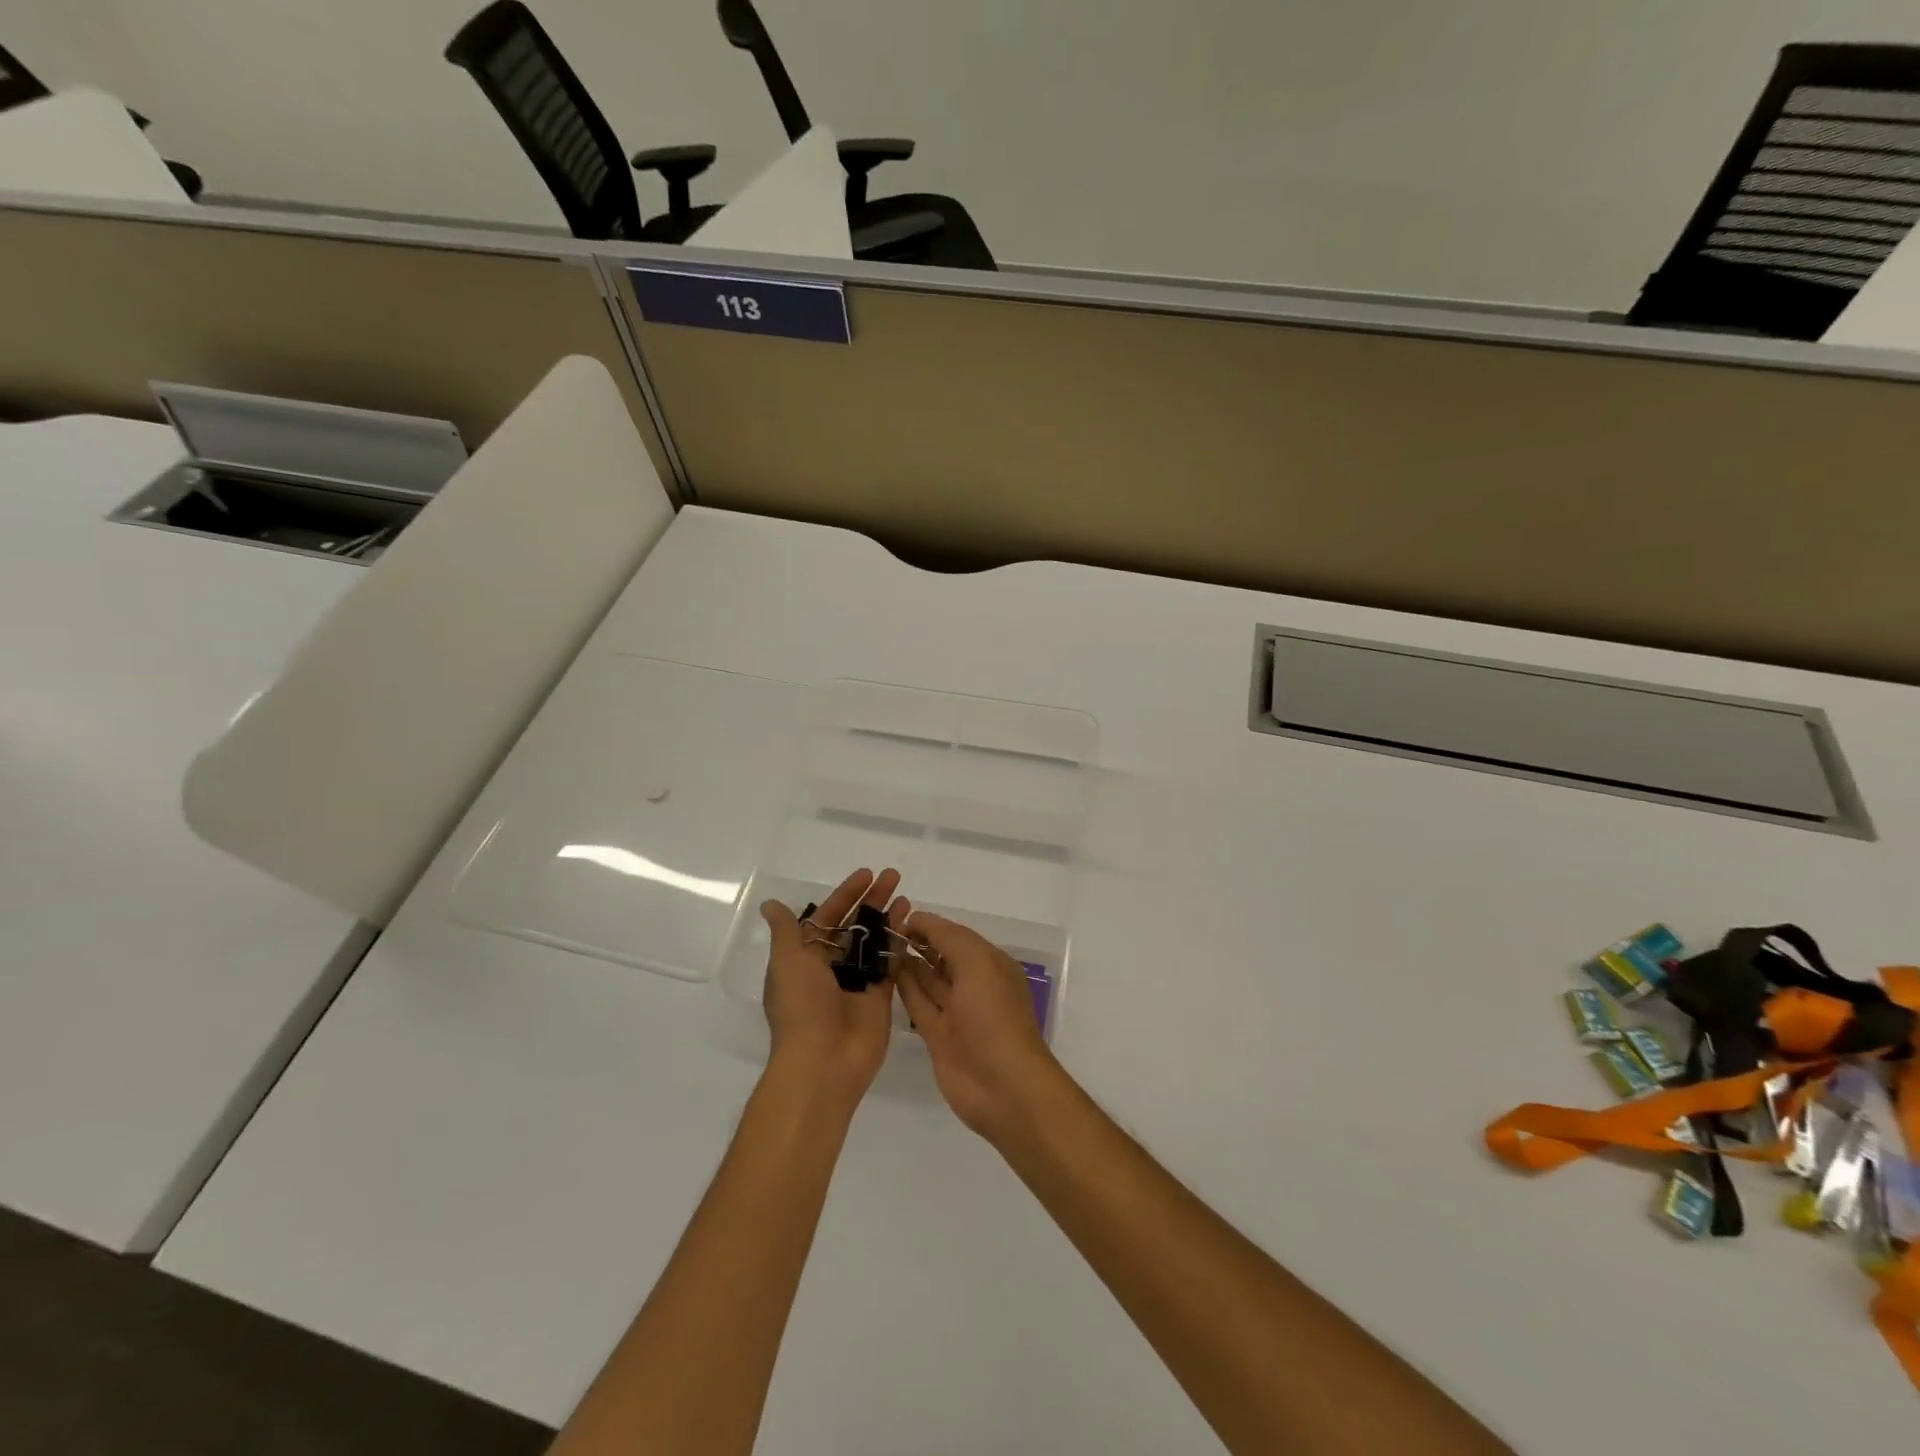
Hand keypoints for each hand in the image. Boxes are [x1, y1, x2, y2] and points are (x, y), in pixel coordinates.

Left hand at [760, 867, 901, 1103]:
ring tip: (904, 894)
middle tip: (892, 876)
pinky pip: (890, 963)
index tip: (866, 875)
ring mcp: (857, 982)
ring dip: (887, 917)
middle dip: (871, 900)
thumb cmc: (801, 1007)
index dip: (845, 895)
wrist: (824, 1062)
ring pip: (874, 942)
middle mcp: (830, 968)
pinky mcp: (880, 997)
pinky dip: (899, 942)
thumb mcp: (787, 962)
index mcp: (804, 959)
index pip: (827, 918)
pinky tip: (910, 922)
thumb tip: (770, 904)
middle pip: (853, 926)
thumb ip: (786, 931)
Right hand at [888, 899, 1065, 1141]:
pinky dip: (904, 988)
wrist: (1003, 1086)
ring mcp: (956, 1012)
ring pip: (928, 980)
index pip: (955, 935)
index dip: (929, 925)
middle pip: (941, 955)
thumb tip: (918, 919)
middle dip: (917, 941)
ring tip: (878, 945)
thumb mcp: (977, 963)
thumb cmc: (994, 1016)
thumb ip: (947, 937)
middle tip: (880, 929)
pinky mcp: (938, 1036)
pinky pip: (919, 1004)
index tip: (897, 914)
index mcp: (991, 964)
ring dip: (908, 962)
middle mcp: (974, 984)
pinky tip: (885, 972)